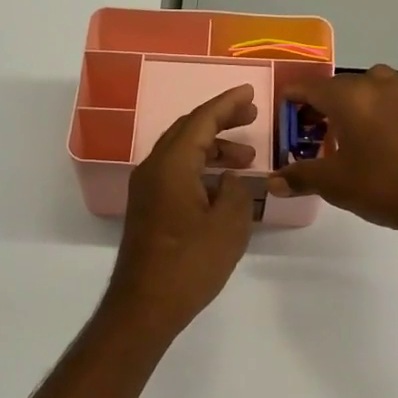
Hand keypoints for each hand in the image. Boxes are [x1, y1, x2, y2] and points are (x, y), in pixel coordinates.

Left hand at [103, 85, 258, 337]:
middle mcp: (153, 168)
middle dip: (220, 121)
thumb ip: (235, 192)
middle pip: (188, 130)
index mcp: (171, 164)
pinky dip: (200, 167)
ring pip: (181, 152)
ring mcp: (146, 188)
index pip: (201, 120)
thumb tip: (229, 178)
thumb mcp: (228, 226)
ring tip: (247, 158)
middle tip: (252, 117)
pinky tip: (221, 183)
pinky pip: (175, 171)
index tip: (249, 92)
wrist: (145, 305)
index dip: (227, 103)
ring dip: (213, 148)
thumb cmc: (189, 264)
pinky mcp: (147, 207)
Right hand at [272, 65, 397, 245]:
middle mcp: (379, 87)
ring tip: (351, 134)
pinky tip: (385, 146)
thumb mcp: (335, 184)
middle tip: (313, 129)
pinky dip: (383, 115)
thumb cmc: (384, 187)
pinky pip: (397, 104)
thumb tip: (273, 182)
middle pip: (342, 85)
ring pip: (373, 88)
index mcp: (351, 97)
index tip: (284, 109)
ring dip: (357, 103)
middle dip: (323, 103)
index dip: (293, 97)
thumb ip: (301, 177)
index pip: (311, 87)